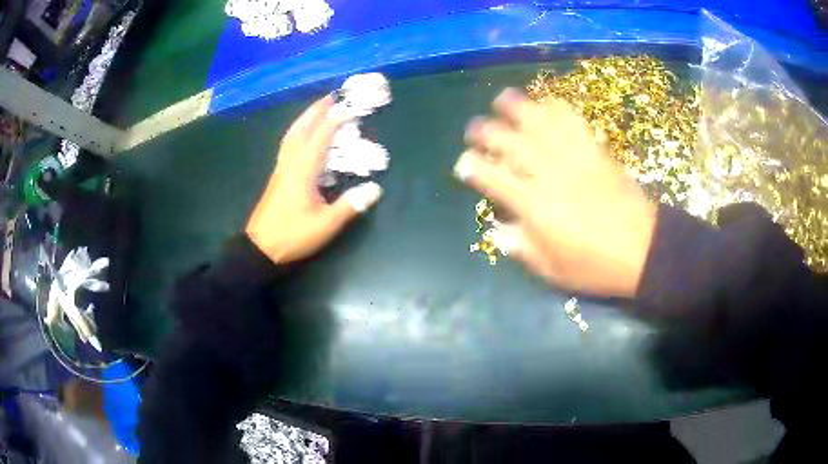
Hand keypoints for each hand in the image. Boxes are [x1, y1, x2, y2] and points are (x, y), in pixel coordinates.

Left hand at [246, 96, 382, 264]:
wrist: (260, 248)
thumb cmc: (293, 235)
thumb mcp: (326, 224)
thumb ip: (350, 205)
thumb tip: (375, 189)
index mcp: (303, 169)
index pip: (322, 135)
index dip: (337, 118)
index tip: (352, 106)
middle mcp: (290, 162)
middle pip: (302, 128)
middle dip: (317, 110)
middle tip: (332, 96)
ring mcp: (281, 168)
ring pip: (292, 134)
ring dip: (305, 118)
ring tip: (319, 110)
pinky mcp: (278, 175)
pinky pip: (289, 144)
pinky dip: (298, 132)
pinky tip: (303, 136)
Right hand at [454, 89, 656, 297]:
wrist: (643, 250)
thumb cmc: (596, 266)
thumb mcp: (553, 271)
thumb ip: (522, 248)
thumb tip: (498, 231)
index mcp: (534, 205)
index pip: (492, 177)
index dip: (472, 167)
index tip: (464, 163)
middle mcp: (549, 173)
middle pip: (509, 140)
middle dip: (485, 131)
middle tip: (475, 129)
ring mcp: (574, 156)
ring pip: (539, 120)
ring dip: (517, 106)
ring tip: (503, 100)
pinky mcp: (595, 150)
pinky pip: (573, 119)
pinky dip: (556, 107)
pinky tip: (547, 103)